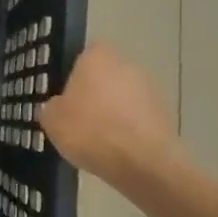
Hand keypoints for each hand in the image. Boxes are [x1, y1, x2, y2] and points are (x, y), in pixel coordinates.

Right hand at [39, 42, 181, 189]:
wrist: (143, 162)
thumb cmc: (91, 130)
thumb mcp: (52, 120)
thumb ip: (51, 107)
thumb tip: (57, 106)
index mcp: (98, 57)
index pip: (84, 54)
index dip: (74, 73)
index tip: (65, 95)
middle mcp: (127, 64)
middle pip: (106, 75)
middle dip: (94, 94)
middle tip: (78, 119)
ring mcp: (150, 88)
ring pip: (123, 97)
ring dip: (113, 112)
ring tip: (98, 140)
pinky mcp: (165, 114)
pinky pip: (138, 118)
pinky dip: (128, 129)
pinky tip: (117, 150)